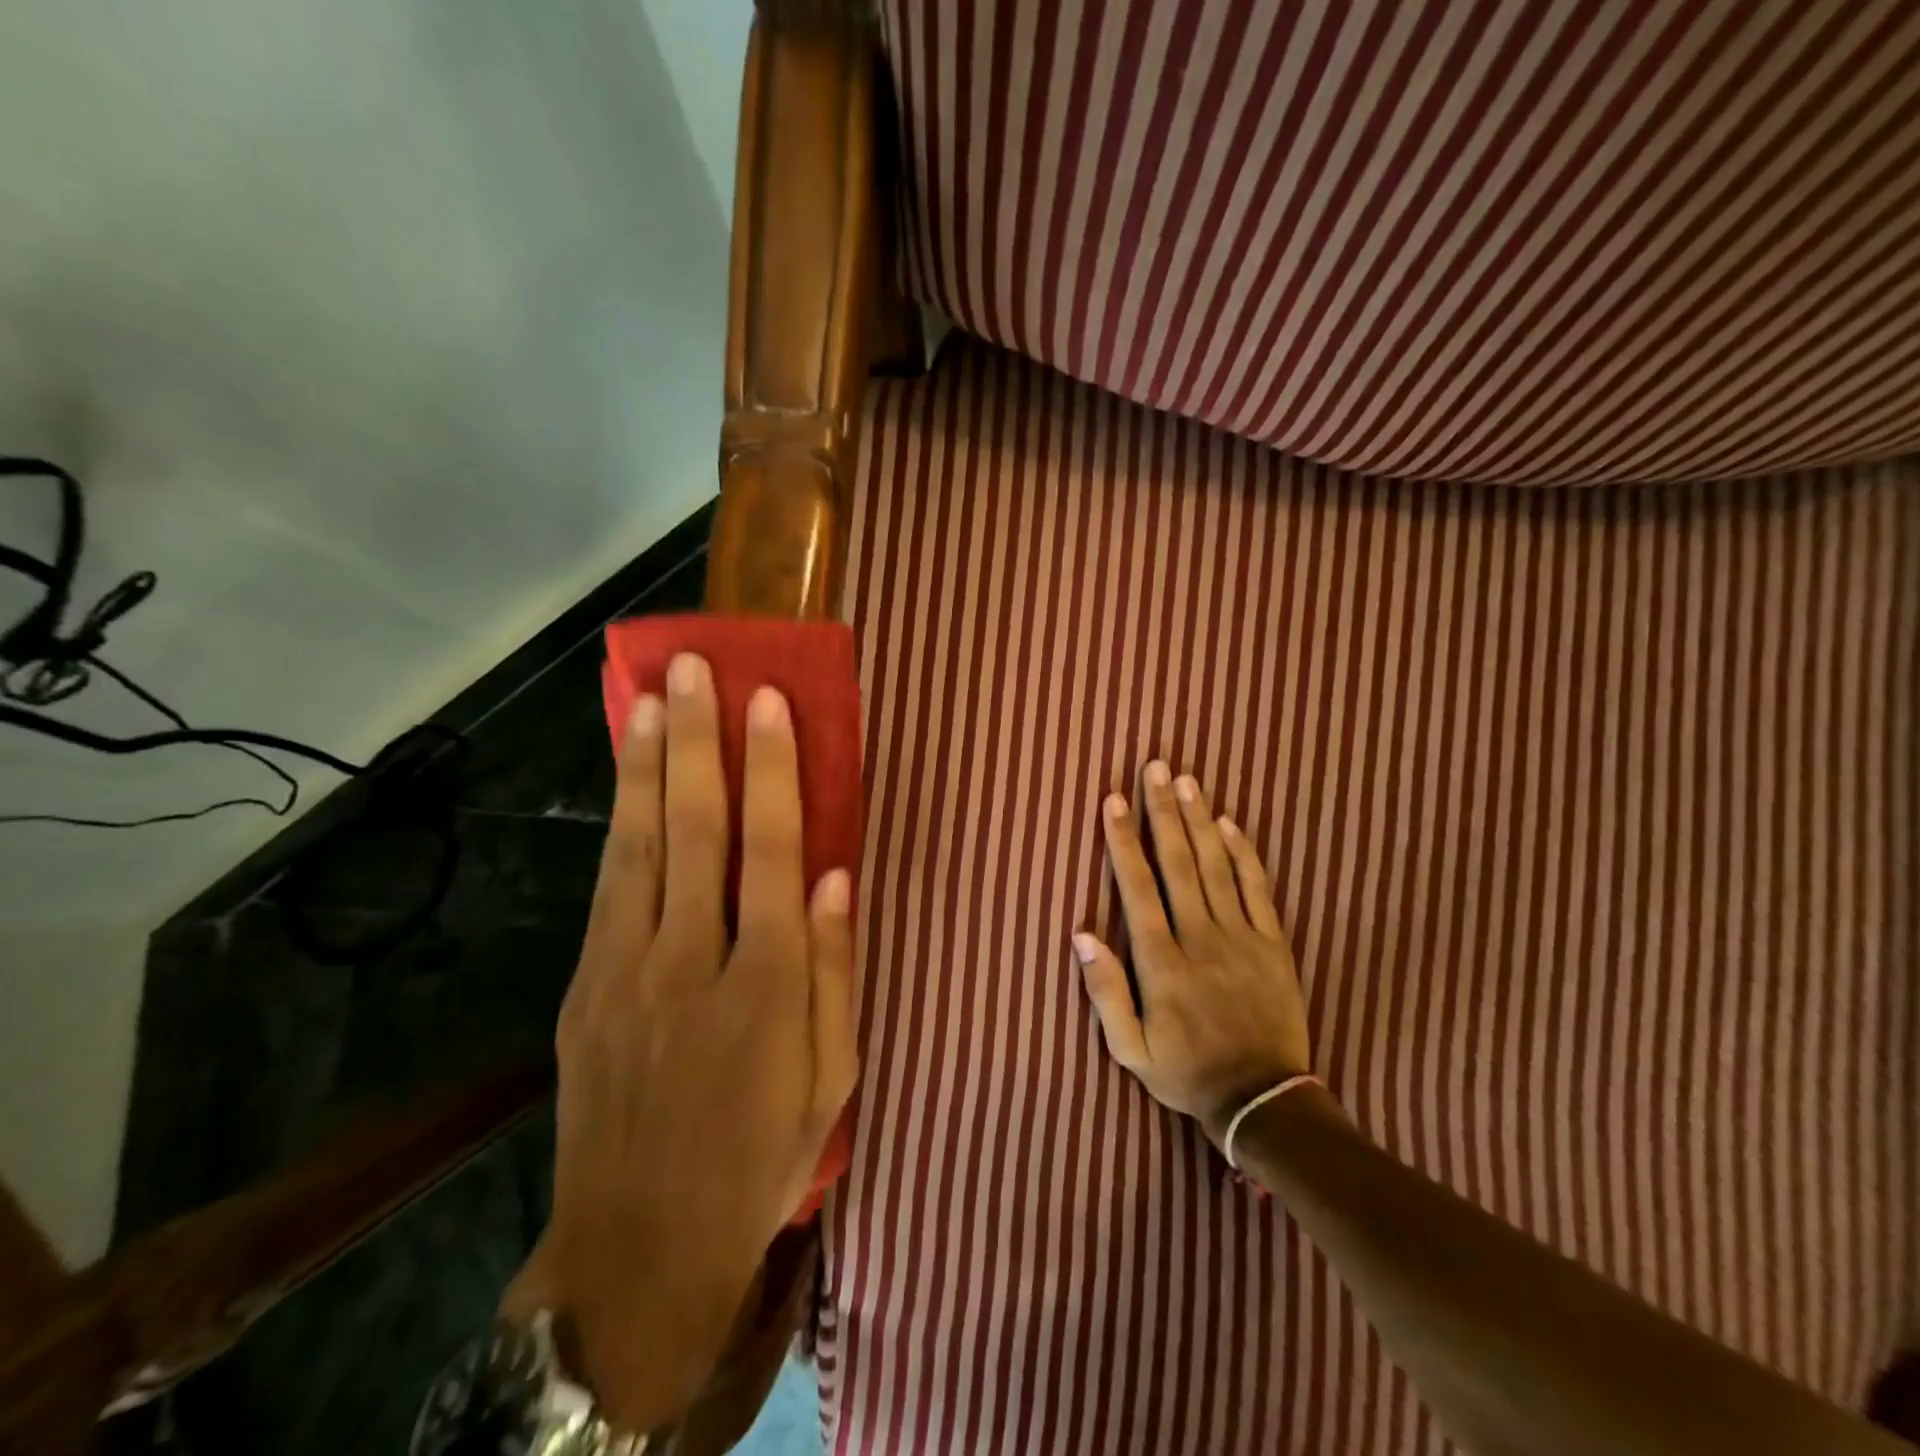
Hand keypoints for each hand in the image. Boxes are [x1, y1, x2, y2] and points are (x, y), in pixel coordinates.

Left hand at [502, 653, 857, 1433]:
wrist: (640, 1247)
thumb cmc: (760, 1155)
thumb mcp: (832, 1076)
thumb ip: (836, 970)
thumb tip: (836, 875)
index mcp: (766, 985)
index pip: (770, 852)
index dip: (772, 770)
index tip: (767, 702)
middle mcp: (692, 961)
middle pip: (695, 832)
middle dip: (696, 743)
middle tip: (691, 670)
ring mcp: (626, 972)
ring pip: (639, 848)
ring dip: (646, 769)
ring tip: (648, 700)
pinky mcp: (586, 989)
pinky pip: (608, 888)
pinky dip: (620, 825)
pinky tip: (627, 783)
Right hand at [1073, 761, 1310, 1144]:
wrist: (1263, 1101)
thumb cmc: (1186, 1072)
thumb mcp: (1130, 1049)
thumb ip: (1105, 992)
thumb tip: (1082, 934)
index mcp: (1161, 962)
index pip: (1138, 887)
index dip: (1124, 840)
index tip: (1114, 800)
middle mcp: (1200, 938)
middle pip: (1179, 863)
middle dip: (1163, 811)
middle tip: (1155, 767)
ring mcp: (1241, 938)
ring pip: (1217, 866)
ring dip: (1199, 820)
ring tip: (1187, 781)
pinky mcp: (1273, 945)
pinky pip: (1258, 890)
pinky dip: (1245, 854)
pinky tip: (1231, 823)